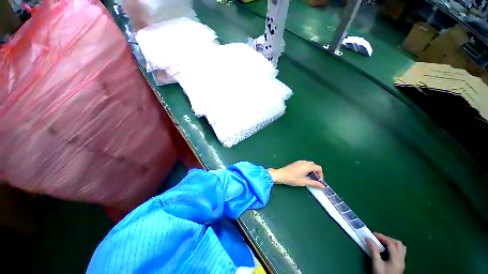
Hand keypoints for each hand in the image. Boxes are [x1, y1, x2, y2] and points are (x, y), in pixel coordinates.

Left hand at [268, 160, 324, 188]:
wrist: (281, 174)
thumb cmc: (292, 178)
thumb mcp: (304, 182)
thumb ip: (314, 184)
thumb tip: (323, 186)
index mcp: (307, 166)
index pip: (318, 168)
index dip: (321, 174)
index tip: (319, 181)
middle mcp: (304, 162)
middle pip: (314, 165)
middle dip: (316, 172)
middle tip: (314, 179)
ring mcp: (299, 162)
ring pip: (309, 164)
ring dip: (311, 170)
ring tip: (308, 178)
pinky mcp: (296, 163)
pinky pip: (304, 164)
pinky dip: (307, 168)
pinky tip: (303, 174)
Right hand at [367, 232, 405, 273]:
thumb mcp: (376, 264)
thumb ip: (374, 251)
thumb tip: (368, 239)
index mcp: (396, 258)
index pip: (390, 243)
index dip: (382, 237)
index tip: (372, 234)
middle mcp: (401, 259)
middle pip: (397, 243)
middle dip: (387, 238)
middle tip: (378, 238)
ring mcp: (402, 262)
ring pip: (401, 248)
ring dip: (392, 243)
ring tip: (383, 243)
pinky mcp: (400, 265)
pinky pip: (400, 252)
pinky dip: (394, 248)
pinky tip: (388, 250)